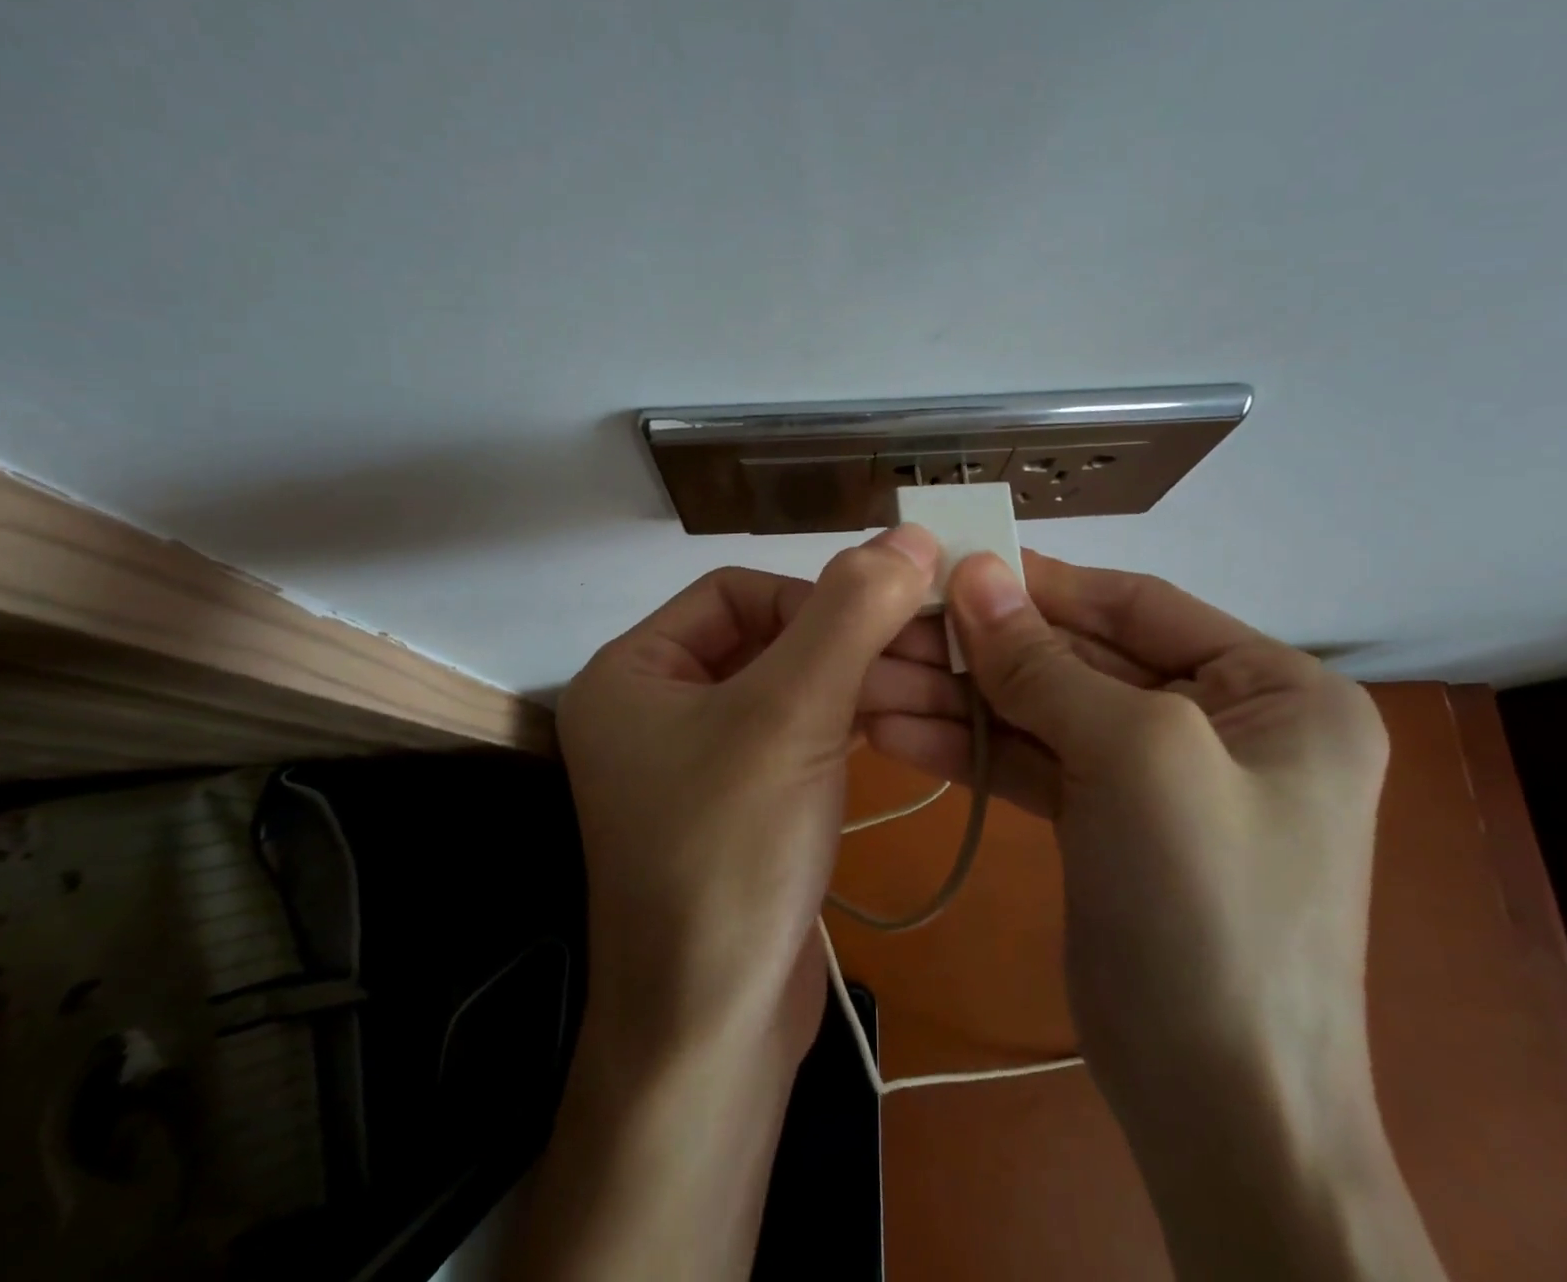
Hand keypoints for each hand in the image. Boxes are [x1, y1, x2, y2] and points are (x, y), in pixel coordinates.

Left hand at [507, 527, 938, 1280]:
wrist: (715, 1030)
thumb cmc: (732, 853)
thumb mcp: (792, 714)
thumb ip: (851, 613)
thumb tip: (911, 535)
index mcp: (632, 671)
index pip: (735, 592)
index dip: (811, 597)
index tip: (881, 623)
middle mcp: (654, 707)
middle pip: (767, 637)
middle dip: (848, 641)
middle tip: (932, 648)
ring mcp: (697, 759)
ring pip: (790, 687)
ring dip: (858, 680)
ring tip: (934, 684)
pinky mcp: (738, 802)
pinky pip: (795, 735)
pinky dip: (846, 721)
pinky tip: (899, 720)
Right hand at [868, 550, 1445, 1281]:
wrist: (1222, 1113)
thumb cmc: (1208, 908)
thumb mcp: (1135, 756)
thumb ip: (1045, 661)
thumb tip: (976, 572)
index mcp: (1274, 688)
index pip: (1135, 604)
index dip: (1041, 584)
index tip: (952, 567)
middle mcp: (1222, 721)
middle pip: (1078, 658)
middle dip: (982, 649)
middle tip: (890, 626)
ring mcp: (1157, 775)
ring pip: (1044, 712)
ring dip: (959, 697)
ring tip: (870, 678)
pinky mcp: (1107, 822)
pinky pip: (1034, 762)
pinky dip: (969, 746)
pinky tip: (896, 728)